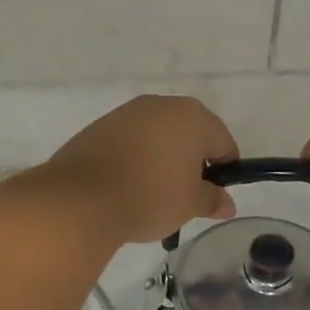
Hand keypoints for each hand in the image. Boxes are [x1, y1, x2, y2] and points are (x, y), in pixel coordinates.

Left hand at [40, 95, 237, 243]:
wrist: (82, 199)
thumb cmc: (151, 197)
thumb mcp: (189, 204)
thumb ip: (212, 199)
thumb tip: (226, 203)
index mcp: (193, 117)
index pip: (223, 143)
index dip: (224, 171)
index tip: (214, 196)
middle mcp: (162, 105)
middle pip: (190, 133)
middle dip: (192, 160)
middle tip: (185, 194)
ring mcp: (128, 112)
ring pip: (158, 134)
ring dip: (163, 157)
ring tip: (153, 192)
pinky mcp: (100, 126)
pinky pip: (131, 140)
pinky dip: (136, 157)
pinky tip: (128, 184)